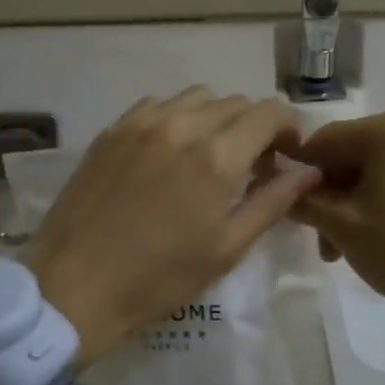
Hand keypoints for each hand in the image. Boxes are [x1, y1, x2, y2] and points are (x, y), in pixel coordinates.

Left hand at [23, 88, 319, 366]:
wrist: (75, 287)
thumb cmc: (159, 278)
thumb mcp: (227, 248)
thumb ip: (273, 202)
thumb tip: (309, 172)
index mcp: (216, 157)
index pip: (268, 113)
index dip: (287, 128)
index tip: (286, 155)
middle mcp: (181, 126)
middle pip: (235, 103)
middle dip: (254, 127)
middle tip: (251, 165)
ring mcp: (140, 124)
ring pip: (195, 98)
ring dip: (215, 118)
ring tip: (209, 154)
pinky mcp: (111, 131)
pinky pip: (156, 105)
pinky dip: (176, 118)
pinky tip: (169, 151)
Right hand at [292, 109, 384, 369]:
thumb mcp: (343, 225)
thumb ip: (304, 200)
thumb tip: (279, 186)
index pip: (323, 141)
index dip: (297, 174)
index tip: (285, 208)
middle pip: (352, 154)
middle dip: (330, 195)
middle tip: (320, 240)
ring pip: (378, 168)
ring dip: (353, 203)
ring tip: (344, 249)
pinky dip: (383, 201)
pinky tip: (377, 237)